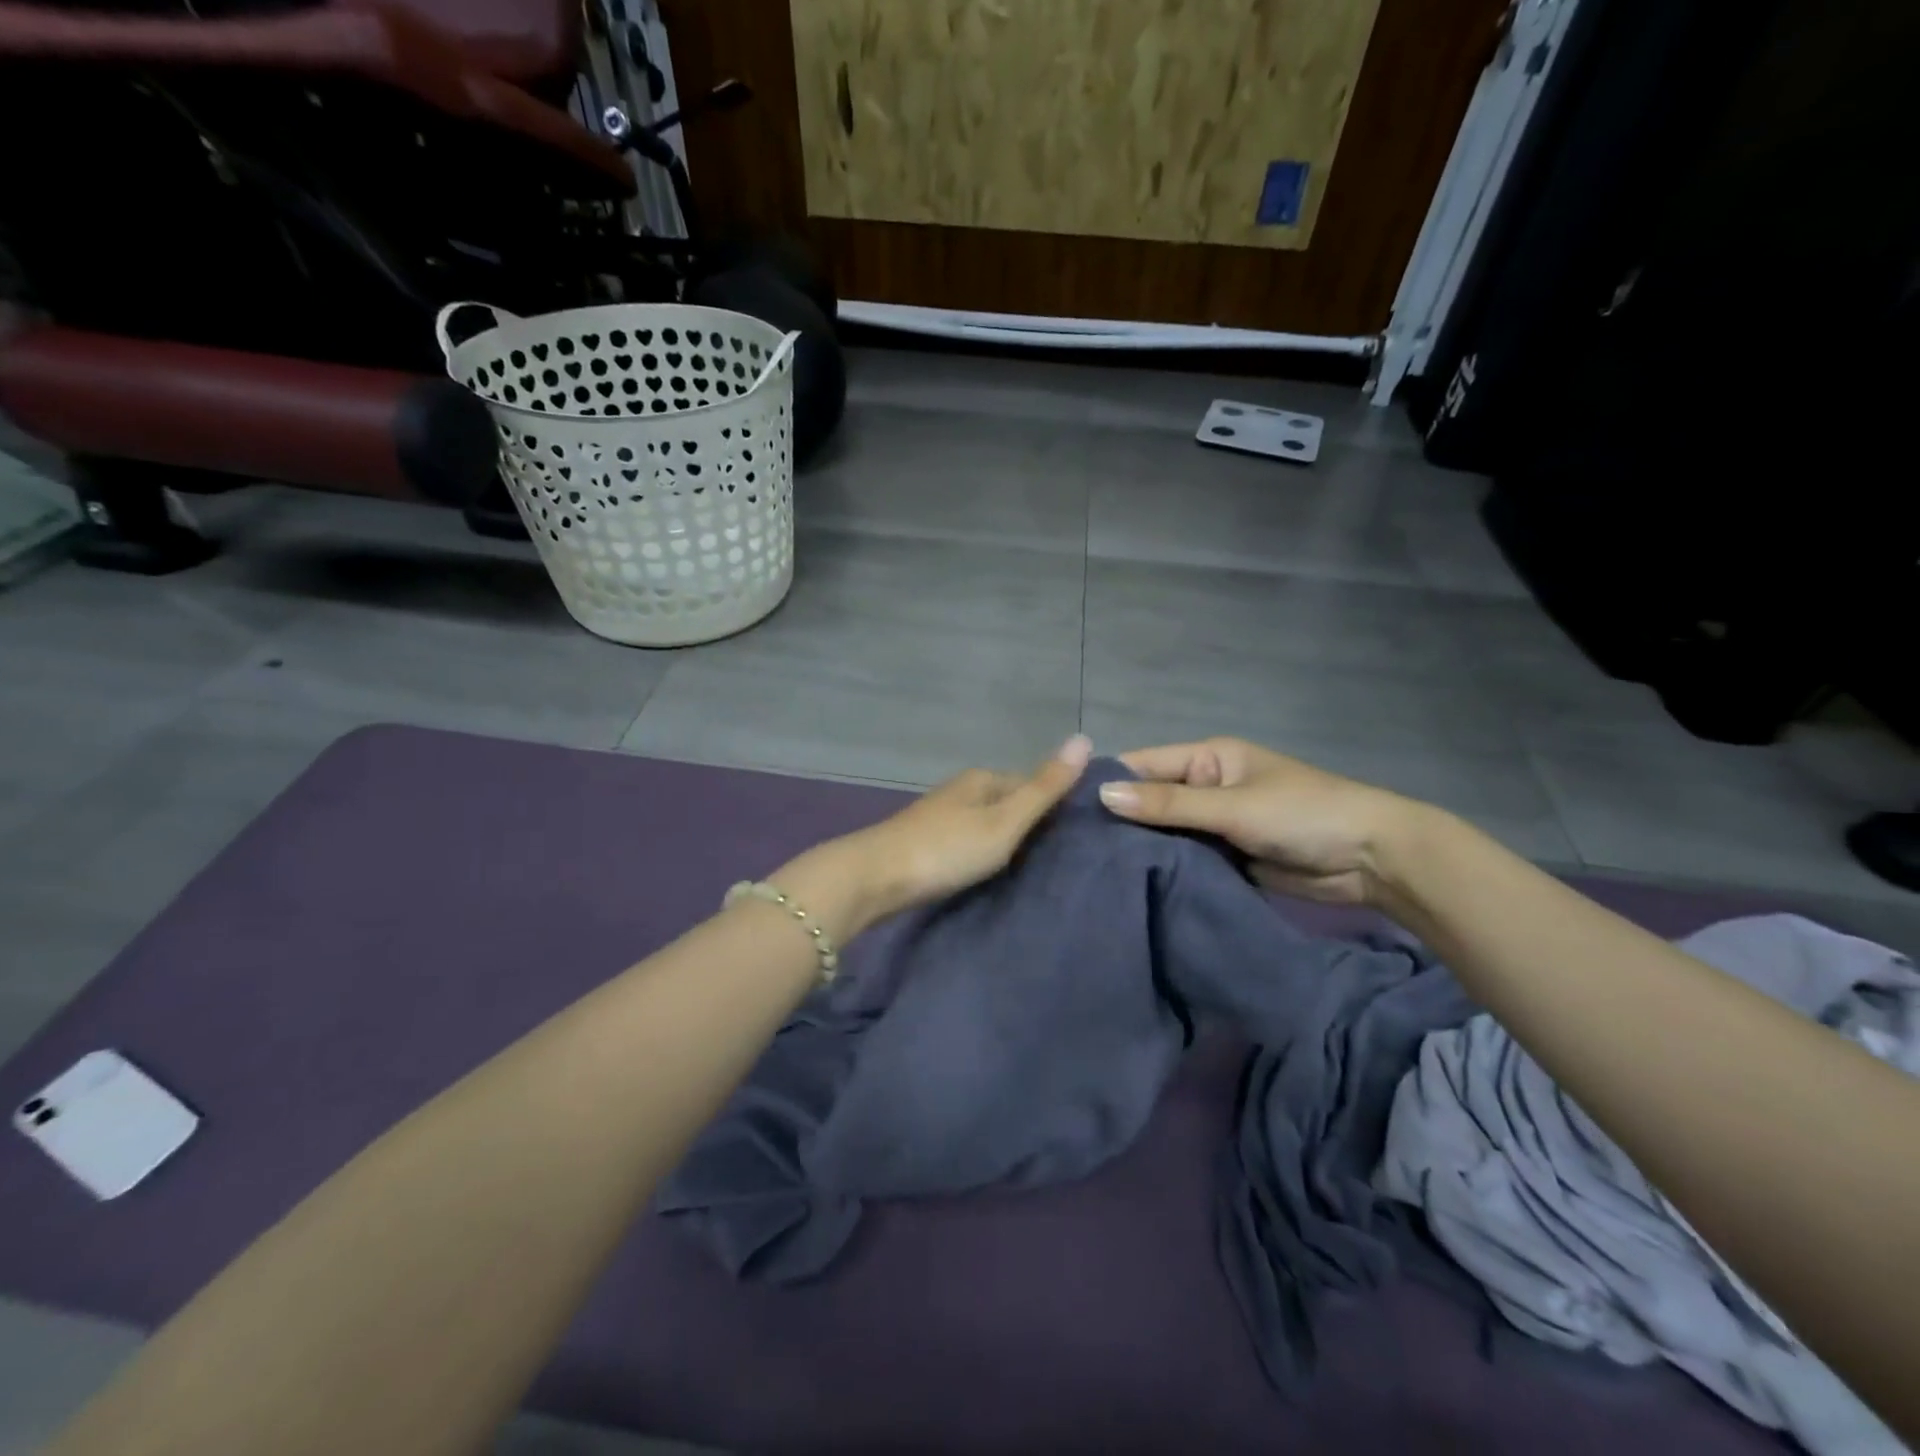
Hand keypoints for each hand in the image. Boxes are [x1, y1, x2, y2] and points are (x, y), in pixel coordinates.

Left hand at [830, 735, 1093, 926]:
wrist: (876, 878)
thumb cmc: (947, 848)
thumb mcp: (1004, 821)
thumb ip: (1044, 787)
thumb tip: (1084, 737)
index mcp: (983, 779)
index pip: (1032, 783)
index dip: (1056, 806)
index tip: (1080, 836)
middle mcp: (962, 790)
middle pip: (1009, 802)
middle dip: (1032, 824)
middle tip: (1061, 858)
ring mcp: (941, 816)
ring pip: (988, 822)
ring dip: (1008, 840)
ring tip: (1033, 870)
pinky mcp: (927, 842)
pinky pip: (969, 841)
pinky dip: (985, 853)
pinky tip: (992, 872)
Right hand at [1098, 737, 1420, 906]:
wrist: (1373, 860)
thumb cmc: (1304, 814)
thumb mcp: (1233, 806)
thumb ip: (1170, 805)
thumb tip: (1103, 796)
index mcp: (1208, 758)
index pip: (1143, 764)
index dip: (1107, 782)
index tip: (1063, 807)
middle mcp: (1206, 787)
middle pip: (1150, 800)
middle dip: (1119, 821)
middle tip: (1070, 848)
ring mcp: (1215, 824)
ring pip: (1165, 833)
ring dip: (1139, 849)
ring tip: (1089, 871)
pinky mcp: (1226, 857)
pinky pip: (1185, 859)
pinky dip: (1164, 869)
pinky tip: (1129, 886)